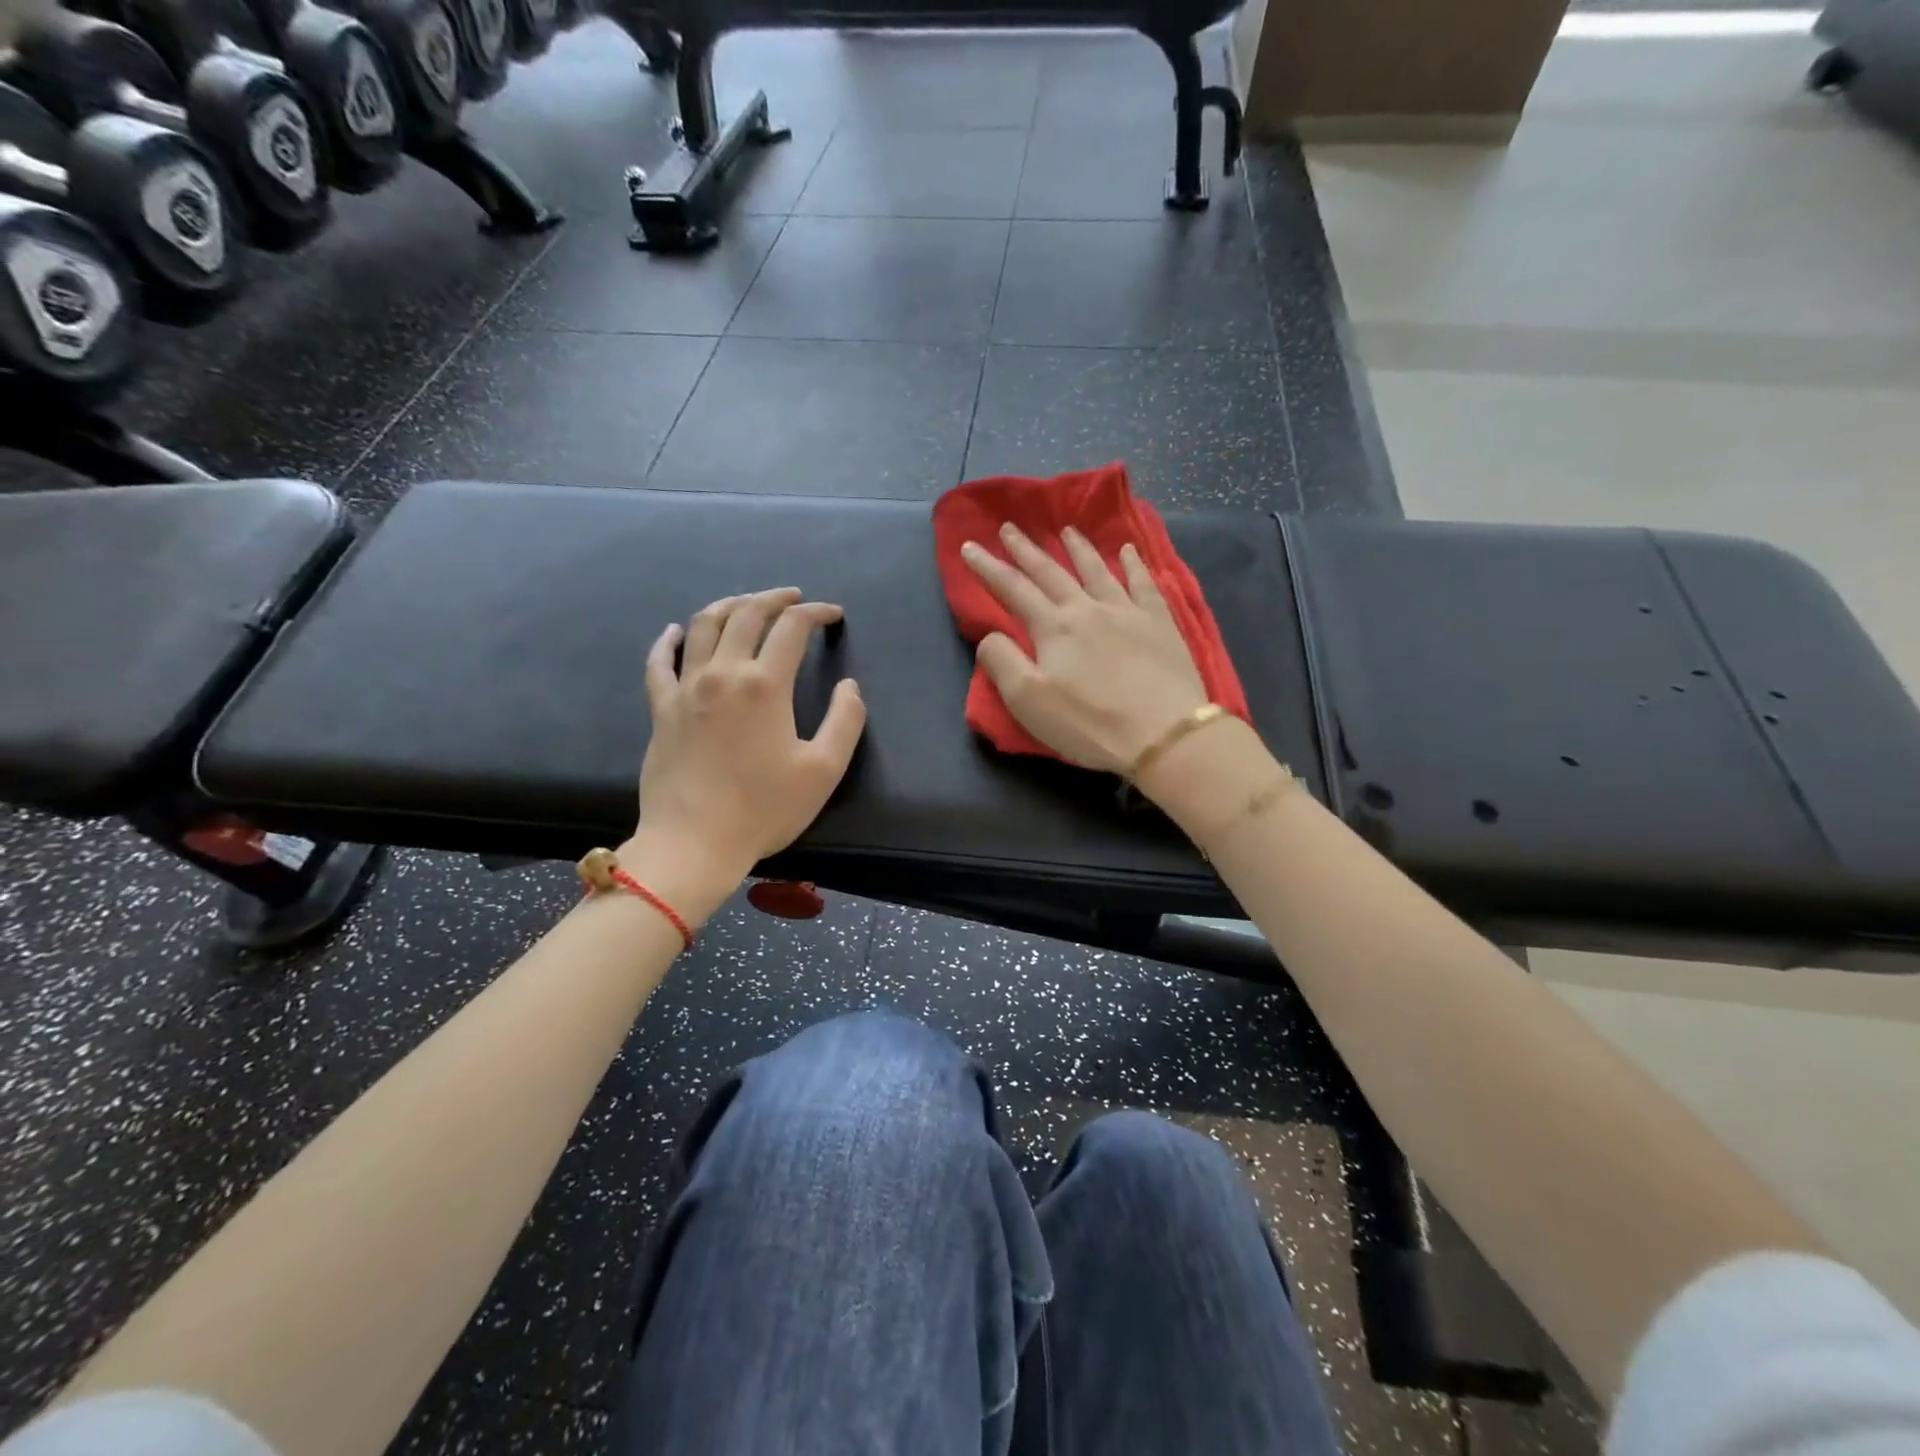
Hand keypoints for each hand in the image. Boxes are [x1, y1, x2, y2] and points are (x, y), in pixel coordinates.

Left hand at [626, 588, 865, 912]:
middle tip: (794, 598)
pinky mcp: (661, 708)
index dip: (816, 613)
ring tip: (747, 603)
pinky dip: (668, 640)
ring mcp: (686, 688)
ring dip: (729, 605)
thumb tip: (850, 687)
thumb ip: (846, 721)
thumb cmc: (764, 808)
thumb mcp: (823, 770)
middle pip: (746, 614)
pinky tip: (676, 631)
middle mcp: (723, 673)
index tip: (833, 616)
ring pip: (703, 626)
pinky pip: (660, 662)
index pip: (792, 628)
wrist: (694, 842)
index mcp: (765, 685)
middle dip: (774, 598)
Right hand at [960, 522, 1208, 775]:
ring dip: (1078, 548)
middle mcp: (1087, 609)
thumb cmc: (1089, 723)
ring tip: (1066, 529)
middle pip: (1051, 572)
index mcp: (1053, 628)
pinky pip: (1144, 583)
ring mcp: (1127, 612)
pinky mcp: (1160, 623)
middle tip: (1010, 527)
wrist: (1163, 733)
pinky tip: (1129, 550)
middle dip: (1026, 549)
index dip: (988, 567)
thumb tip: (990, 635)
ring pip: (1097, 570)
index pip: (1012, 589)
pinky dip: (1134, 564)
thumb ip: (1002, 662)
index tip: (969, 546)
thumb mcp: (1028, 701)